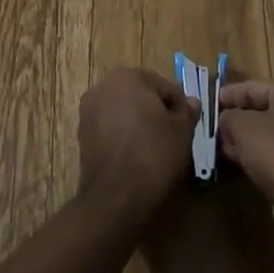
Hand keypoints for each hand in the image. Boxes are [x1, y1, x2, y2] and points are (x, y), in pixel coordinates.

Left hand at [78, 68, 202, 226]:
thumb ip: (187, 111)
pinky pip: (111, 128)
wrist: (117, 196)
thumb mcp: (182, 131)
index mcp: (128, 76)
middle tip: (174, 137)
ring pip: (124, 112)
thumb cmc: (154, 154)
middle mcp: (103, 86)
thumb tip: (191, 102)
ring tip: (155, 148)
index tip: (188, 127)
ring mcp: (88, 111)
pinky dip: (124, 137)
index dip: (180, 107)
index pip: (165, 86)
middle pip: (141, 95)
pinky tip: (136, 156)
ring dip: (139, 124)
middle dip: (157, 112)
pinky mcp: (82, 135)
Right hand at [216, 73, 273, 199]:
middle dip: (237, 119)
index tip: (210, 102)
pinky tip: (241, 160)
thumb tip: (226, 120)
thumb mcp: (242, 127)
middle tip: (215, 128)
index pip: (251, 87)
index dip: (228, 95)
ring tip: (224, 146)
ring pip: (269, 131)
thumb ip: (228, 117)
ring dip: (247, 138)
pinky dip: (260, 152)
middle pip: (262, 109)